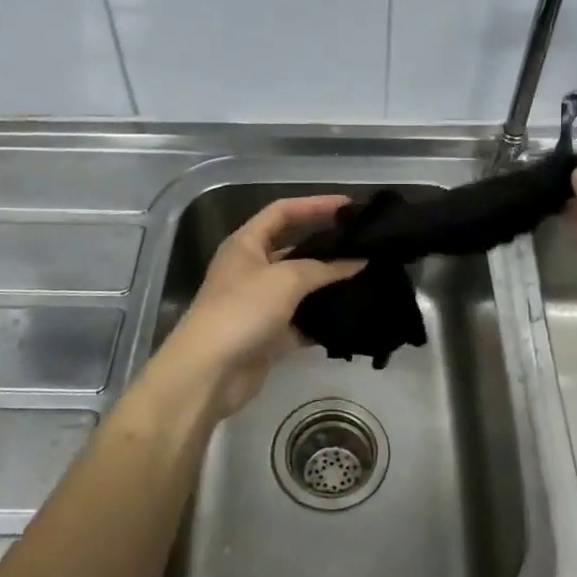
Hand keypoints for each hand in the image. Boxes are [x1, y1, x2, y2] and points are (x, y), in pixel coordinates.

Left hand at [152, 195, 364, 425]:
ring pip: (301, 286)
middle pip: (294, 248)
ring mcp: (260, 303)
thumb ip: (324, 269)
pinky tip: (352, 315)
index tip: (350, 206)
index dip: (315, 204)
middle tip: (364, 243)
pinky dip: (323, 318)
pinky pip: (302, 320)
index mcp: (246, 244)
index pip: (283, 212)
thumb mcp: (285, 279)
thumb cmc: (242, 310)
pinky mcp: (269, 335)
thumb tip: (358, 262)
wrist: (210, 371)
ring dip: (328, 283)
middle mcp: (252, 269)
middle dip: (326, 244)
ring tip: (367, 276)